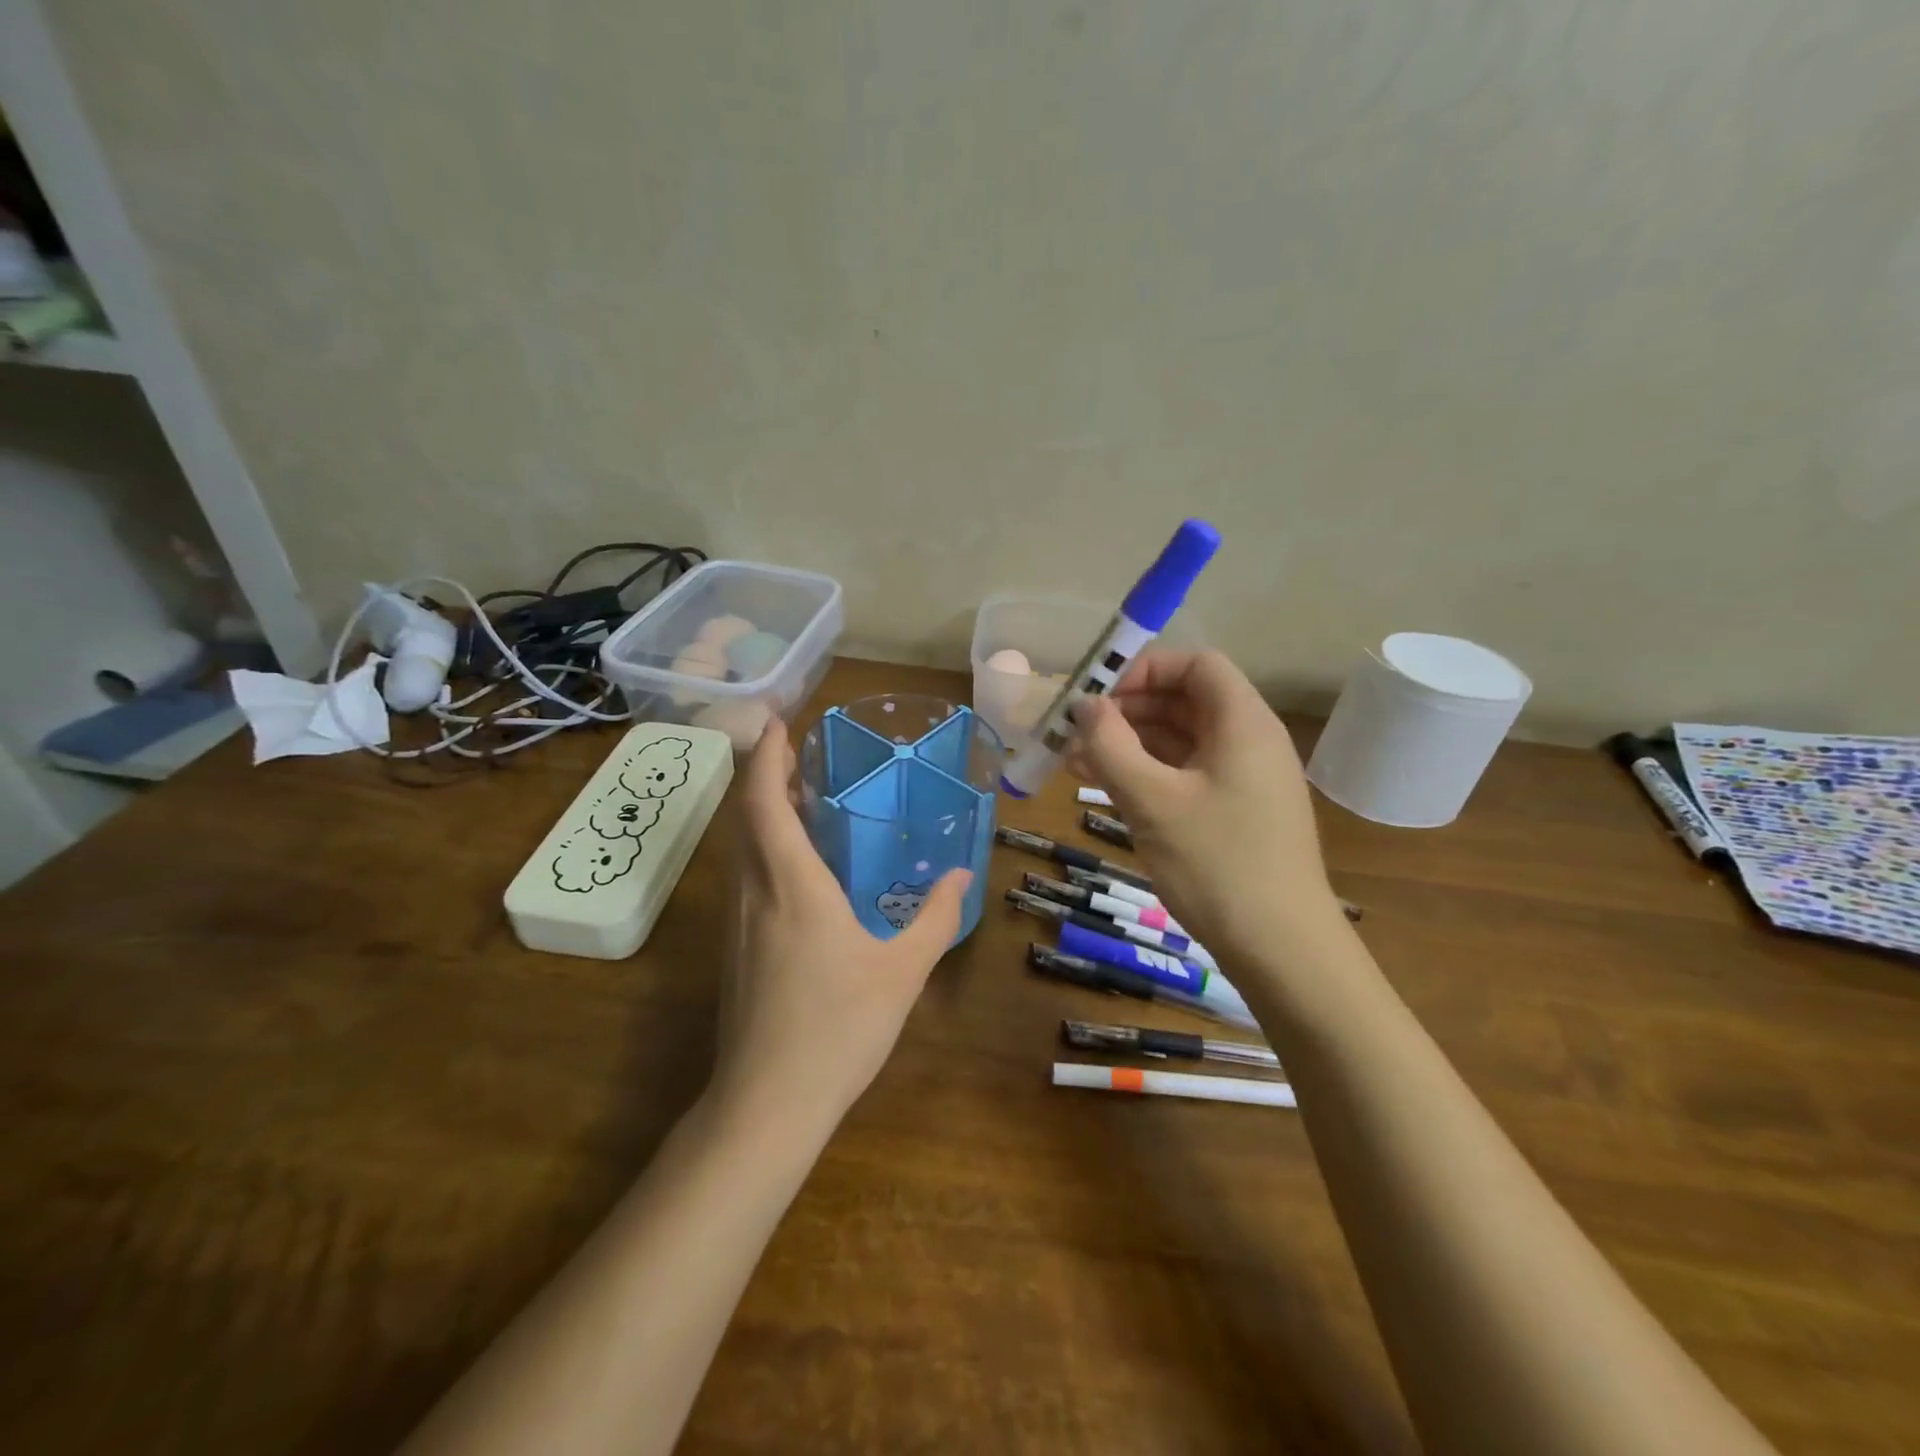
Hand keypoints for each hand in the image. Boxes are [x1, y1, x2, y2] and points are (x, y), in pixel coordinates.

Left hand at [711, 719, 970, 1133]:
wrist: (766, 1104)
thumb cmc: (837, 1029)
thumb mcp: (902, 972)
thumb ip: (935, 918)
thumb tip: (962, 877)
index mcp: (790, 884)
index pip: (765, 800)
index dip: (767, 753)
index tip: (780, 719)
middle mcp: (753, 891)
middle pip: (746, 815)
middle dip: (766, 773)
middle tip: (801, 751)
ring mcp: (736, 920)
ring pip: (741, 846)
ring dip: (763, 810)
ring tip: (803, 796)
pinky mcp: (733, 947)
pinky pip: (745, 874)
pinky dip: (764, 846)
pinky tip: (798, 865)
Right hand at [1071, 650, 1343, 964]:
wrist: (1282, 950)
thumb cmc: (1217, 865)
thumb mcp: (1151, 801)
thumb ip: (1110, 745)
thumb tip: (1085, 706)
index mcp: (1242, 722)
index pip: (1195, 664)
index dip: (1144, 670)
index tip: (1100, 700)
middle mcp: (1248, 740)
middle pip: (1184, 699)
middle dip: (1127, 709)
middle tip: (1076, 733)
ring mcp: (1244, 778)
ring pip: (1180, 739)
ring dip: (1129, 743)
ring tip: (1075, 761)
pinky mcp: (1235, 811)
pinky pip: (1186, 773)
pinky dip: (1147, 773)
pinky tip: (1106, 787)